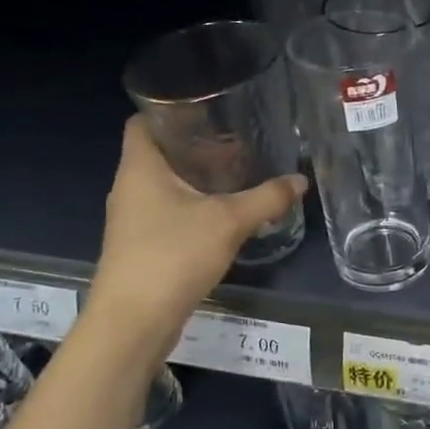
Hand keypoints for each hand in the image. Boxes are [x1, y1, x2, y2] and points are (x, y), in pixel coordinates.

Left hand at [89, 117, 308, 320]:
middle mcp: (129, 188)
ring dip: (196, 177)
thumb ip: (267, 198)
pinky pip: (168, 212)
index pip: (142, 121)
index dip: (168, 109)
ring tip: (236, 171)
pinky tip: (223, 212)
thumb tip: (299, 180)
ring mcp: (132, 219)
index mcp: (140, 168)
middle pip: (158, 152)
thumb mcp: (229, 222)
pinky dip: (192, 205)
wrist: (134, 322)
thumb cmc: (173, 256)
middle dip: (195, 144)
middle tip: (236, 138)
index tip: (206, 106)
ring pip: (164, 184)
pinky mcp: (141, 245)